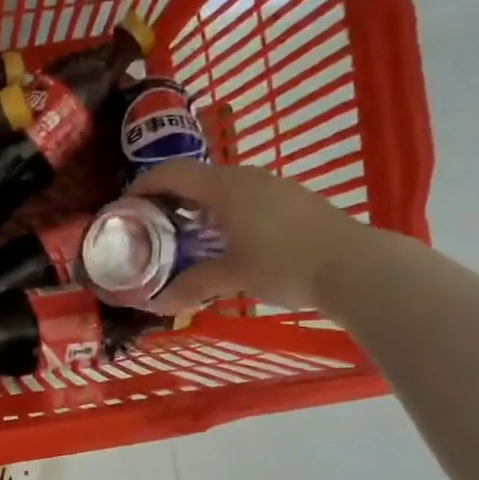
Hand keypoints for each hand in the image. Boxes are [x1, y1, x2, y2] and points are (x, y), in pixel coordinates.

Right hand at [130, 161, 372, 312]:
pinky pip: (242, 199)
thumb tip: (159, 304)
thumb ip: (192, 285)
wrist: (356, 266)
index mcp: (225, 186)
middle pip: (194, 179)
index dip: (141, 188)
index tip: (123, 209)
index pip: (170, 174)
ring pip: (220, 190)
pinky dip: (220, 214)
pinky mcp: (290, 201)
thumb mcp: (232, 276)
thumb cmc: (285, 264)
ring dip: (195, 208)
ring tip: (181, 238)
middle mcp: (246, 177)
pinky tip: (222, 242)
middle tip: (148, 228)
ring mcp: (272, 186)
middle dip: (166, 200)